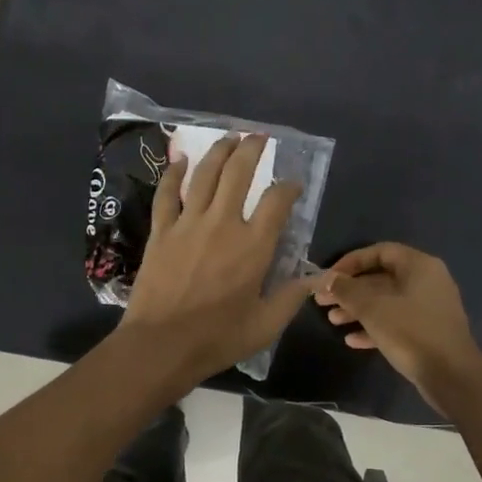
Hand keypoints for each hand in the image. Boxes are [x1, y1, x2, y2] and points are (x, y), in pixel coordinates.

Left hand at [121, 133, 315, 387]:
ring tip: (229, 137)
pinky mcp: (161, 232)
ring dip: (219, 151)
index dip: (288, 187)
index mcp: (253, 246)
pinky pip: (166, 194)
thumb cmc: (218, 338)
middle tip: (259, 137)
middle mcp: (223, 224)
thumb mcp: (266, 324)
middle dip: (252, 149)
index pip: (277, 201)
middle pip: (238, 173)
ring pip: (204, 175)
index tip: (292, 185)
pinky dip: (173, 174)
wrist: (161, 345)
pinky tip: (180, 160)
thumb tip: (319, 277)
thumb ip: (293, 296)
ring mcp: (188, 224)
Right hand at [316, 243, 481, 413]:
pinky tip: (352, 340)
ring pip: (386, 302)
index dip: (351, 262)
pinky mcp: (428, 332)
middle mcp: (426, 281)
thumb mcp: (372, 308)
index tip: (329, 277)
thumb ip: (347, 290)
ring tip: (332, 321)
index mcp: (419, 266)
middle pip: (381, 278)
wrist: (452, 376)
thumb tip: (327, 279)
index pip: (379, 251)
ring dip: (358, 310)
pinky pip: (396, 322)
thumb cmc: (411, 332)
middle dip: (350, 290)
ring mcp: (429, 308)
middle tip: (323, 301)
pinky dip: (374, 327)